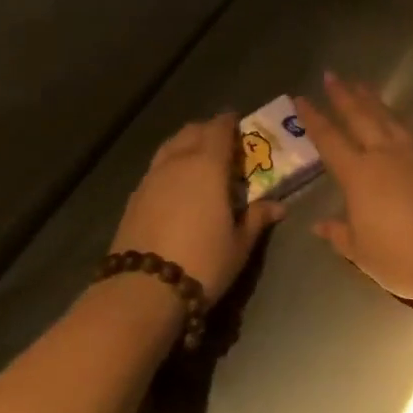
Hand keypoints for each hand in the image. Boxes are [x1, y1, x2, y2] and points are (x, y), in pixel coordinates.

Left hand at [111, 113, 285, 302]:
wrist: (143, 290)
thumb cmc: (203, 262)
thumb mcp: (239, 244)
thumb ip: (257, 219)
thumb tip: (279, 206)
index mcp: (208, 165)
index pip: (219, 128)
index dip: (230, 122)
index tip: (240, 123)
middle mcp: (178, 162)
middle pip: (192, 131)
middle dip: (208, 131)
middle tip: (224, 144)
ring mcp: (151, 178)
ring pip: (170, 146)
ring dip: (186, 145)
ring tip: (199, 162)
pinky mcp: (134, 197)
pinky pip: (156, 168)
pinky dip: (170, 166)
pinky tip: (176, 188)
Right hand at [297, 72, 412, 317]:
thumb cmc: (404, 259)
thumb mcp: (362, 254)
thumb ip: (340, 234)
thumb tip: (319, 224)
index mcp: (359, 175)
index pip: (329, 140)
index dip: (313, 119)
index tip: (301, 99)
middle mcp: (385, 155)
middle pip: (360, 117)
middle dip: (343, 95)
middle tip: (332, 76)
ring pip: (389, 118)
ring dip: (373, 100)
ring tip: (361, 84)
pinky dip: (403, 118)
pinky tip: (401, 114)